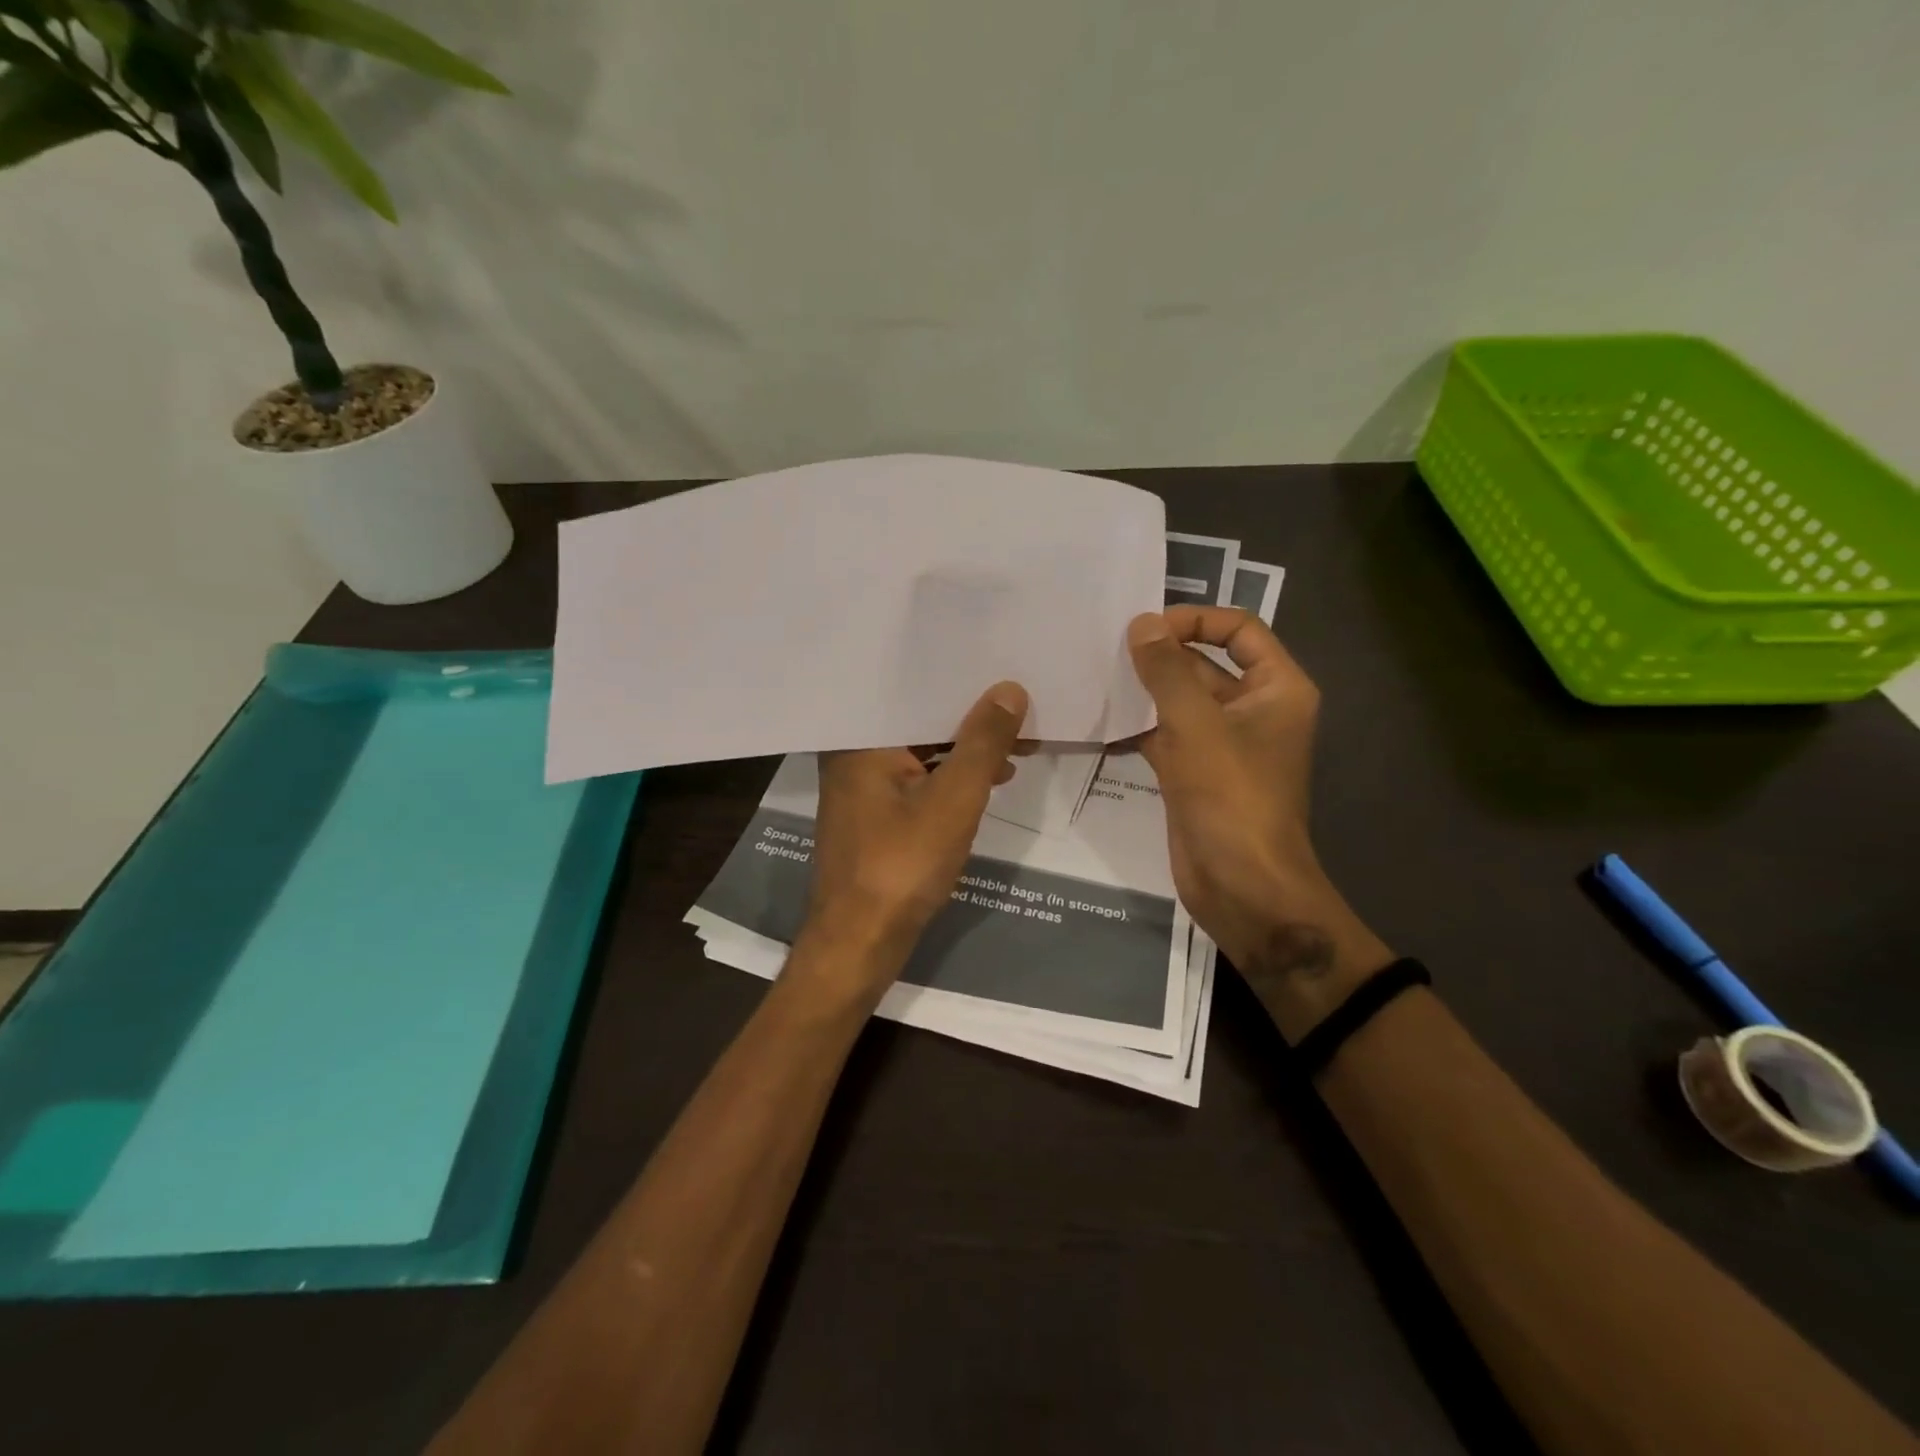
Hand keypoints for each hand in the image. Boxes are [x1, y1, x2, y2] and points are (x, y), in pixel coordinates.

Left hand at [802, 682, 1030, 988]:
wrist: (860, 943)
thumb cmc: (902, 865)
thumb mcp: (954, 799)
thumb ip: (983, 742)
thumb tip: (1009, 690)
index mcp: (860, 739)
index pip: (915, 691)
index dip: (963, 681)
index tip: (1004, 668)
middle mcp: (854, 754)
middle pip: (920, 721)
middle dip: (972, 718)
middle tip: (1022, 705)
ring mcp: (863, 787)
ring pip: (923, 752)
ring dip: (967, 750)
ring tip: (1019, 743)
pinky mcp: (875, 816)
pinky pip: (919, 779)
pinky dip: (952, 778)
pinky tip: (991, 779)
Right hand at [1126, 608, 1391, 1036]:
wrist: (1242, 887)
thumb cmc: (1231, 797)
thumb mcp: (1196, 726)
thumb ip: (1167, 671)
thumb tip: (1142, 624)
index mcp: (1276, 689)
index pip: (1240, 629)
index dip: (1196, 619)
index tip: (1147, 627)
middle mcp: (1253, 710)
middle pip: (1205, 664)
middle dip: (1160, 655)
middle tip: (1106, 647)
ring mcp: (1222, 744)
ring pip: (1180, 702)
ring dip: (1144, 691)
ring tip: (1095, 675)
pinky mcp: (1195, 773)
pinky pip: (1165, 736)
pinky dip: (1137, 727)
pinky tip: (1098, 719)